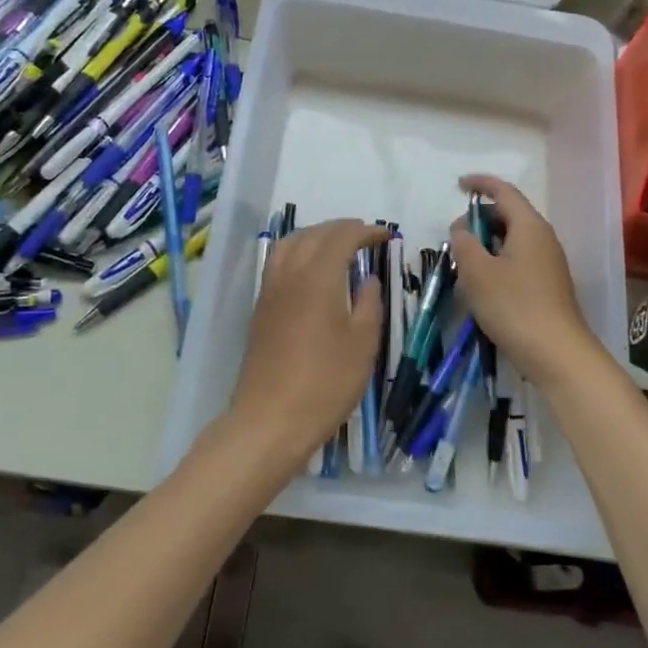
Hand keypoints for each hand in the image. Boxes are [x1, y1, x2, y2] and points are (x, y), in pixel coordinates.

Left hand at [228, 218, 385, 461]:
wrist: (270, 419)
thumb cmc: (326, 382)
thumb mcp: (363, 344)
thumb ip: (369, 303)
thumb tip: (368, 279)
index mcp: (318, 276)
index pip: (342, 237)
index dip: (366, 231)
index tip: (387, 236)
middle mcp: (290, 273)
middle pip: (313, 234)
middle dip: (341, 228)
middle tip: (365, 236)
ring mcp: (270, 290)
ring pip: (289, 244)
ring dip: (315, 236)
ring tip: (336, 246)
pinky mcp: (260, 309)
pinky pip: (278, 262)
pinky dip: (298, 252)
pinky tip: (311, 271)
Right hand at [450, 176, 602, 385]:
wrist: (557, 353)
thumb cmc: (514, 306)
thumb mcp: (478, 272)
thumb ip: (464, 244)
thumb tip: (462, 229)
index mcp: (529, 226)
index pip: (504, 191)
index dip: (480, 183)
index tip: (458, 185)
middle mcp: (543, 238)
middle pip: (510, 214)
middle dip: (480, 218)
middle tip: (455, 235)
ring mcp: (548, 262)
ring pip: (514, 239)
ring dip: (488, 242)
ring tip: (464, 260)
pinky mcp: (548, 284)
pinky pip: (519, 259)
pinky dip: (498, 260)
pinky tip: (483, 282)